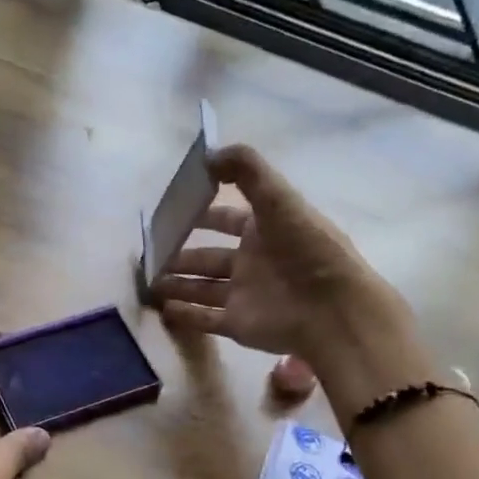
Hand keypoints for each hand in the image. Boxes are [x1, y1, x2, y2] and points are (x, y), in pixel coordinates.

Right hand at [151, 144, 406, 369]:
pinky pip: (204, 319)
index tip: (170, 211)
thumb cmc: (307, 249)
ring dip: (175, 284)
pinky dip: (183, 314)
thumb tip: (207, 154)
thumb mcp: (279, 198)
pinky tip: (160, 308)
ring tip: (146, 282)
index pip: (226, 219)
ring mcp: (244, 295)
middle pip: (207, 257)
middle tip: (148, 253)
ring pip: (201, 288)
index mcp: (264, 230)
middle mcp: (252, 262)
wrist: (332, 310)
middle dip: (179, 254)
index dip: (201, 213)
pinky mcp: (238, 324)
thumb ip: (246, 171)